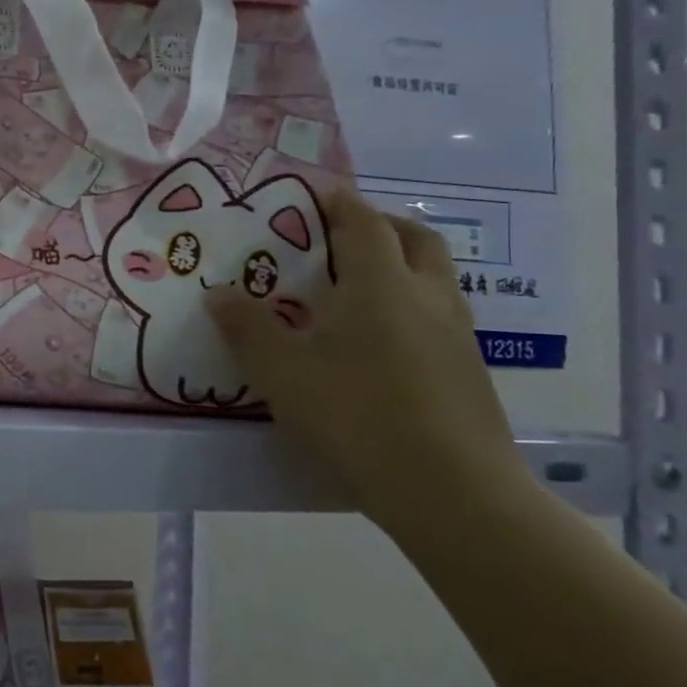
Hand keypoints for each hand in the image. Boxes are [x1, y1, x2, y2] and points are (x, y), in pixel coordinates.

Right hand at [209, 190, 529, 532]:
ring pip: (435, 275)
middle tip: (341, 235)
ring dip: (402, 263)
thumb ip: (246, 328)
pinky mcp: (470, 370)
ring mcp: (457, 333)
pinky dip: (411, 304)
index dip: (338, 203)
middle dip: (380, 224)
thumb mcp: (282, 373)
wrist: (452, 492)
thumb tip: (217, 293)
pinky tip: (380, 340)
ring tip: (358, 285)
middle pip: (415, 237)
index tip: (315, 195)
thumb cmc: (356, 416)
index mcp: (380, 284)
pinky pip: (440, 313)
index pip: (362, 222)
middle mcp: (426, 296)